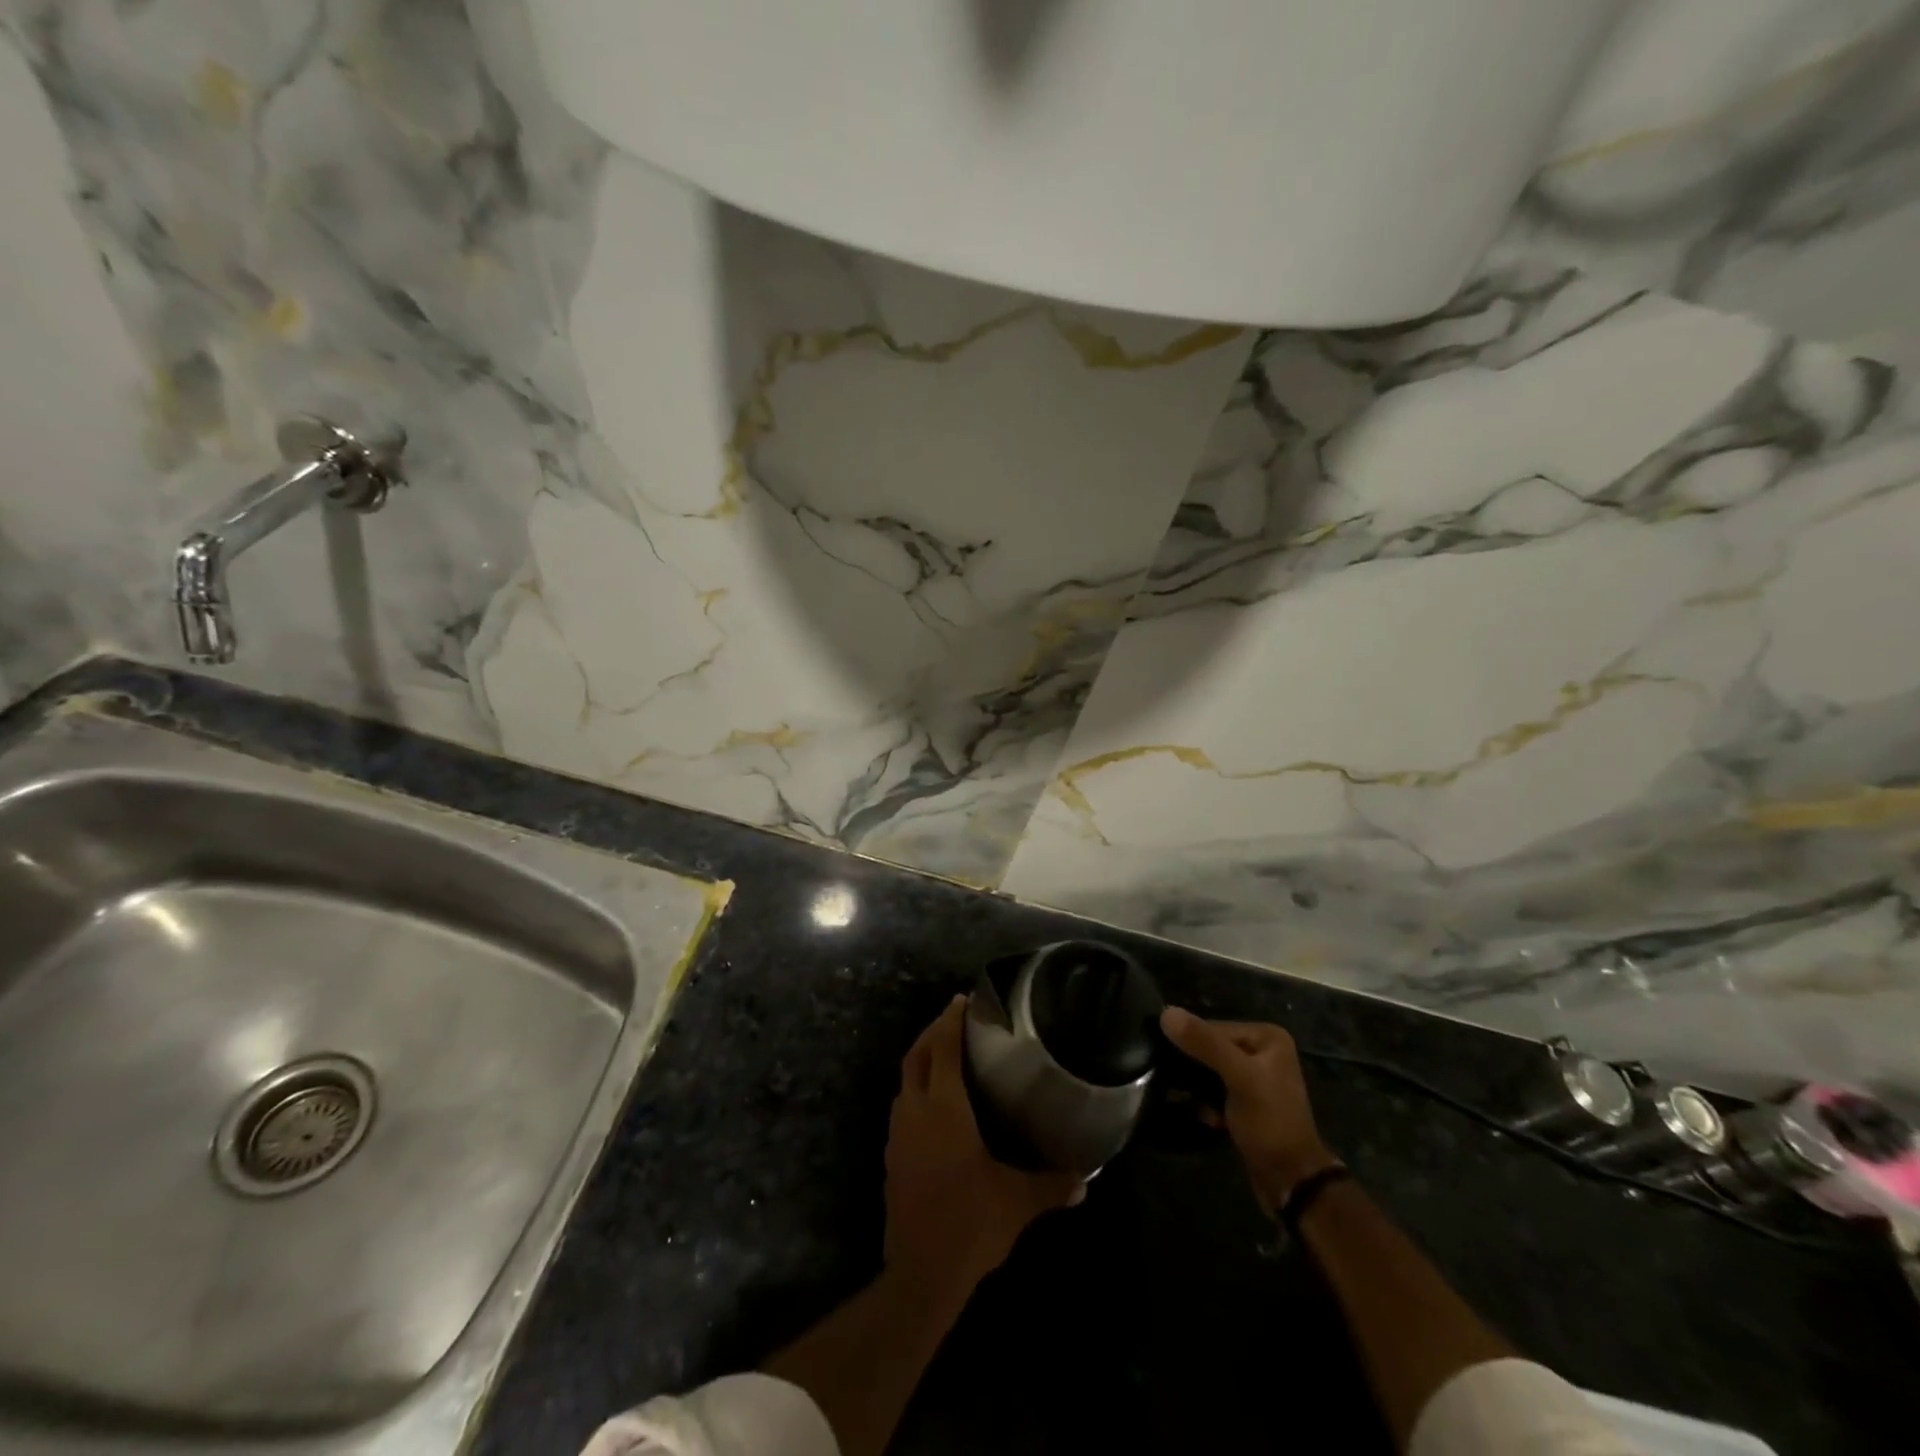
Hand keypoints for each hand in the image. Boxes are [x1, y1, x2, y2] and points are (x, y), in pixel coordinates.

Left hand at [884, 996, 1083, 1301]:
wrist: (920, 1273)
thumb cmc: (970, 1223)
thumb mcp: (1017, 1201)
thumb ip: (1052, 1184)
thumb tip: (1087, 1177)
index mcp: (943, 1109)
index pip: (943, 1049)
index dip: (951, 1021)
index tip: (962, 1000)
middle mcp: (915, 1111)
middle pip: (917, 1055)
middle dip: (933, 1031)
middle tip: (954, 1018)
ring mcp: (898, 1134)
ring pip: (905, 1079)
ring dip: (922, 1058)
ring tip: (945, 1053)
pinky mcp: (891, 1155)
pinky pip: (901, 1105)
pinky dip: (916, 1088)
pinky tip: (934, 1102)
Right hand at [1161, 1008, 1337, 1213]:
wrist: (1291, 1182)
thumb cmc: (1270, 1123)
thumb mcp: (1239, 1078)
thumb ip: (1205, 1044)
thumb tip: (1166, 1012)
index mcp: (1267, 1036)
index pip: (1214, 1027)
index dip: (1191, 1044)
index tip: (1170, 1062)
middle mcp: (1262, 1051)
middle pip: (1210, 1047)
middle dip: (1194, 1068)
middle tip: (1176, 1083)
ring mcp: (1254, 1077)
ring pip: (1209, 1070)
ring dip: (1197, 1087)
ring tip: (1190, 1101)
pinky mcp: (1245, 1101)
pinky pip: (1214, 1090)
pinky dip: (1206, 1102)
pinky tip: (1208, 1117)